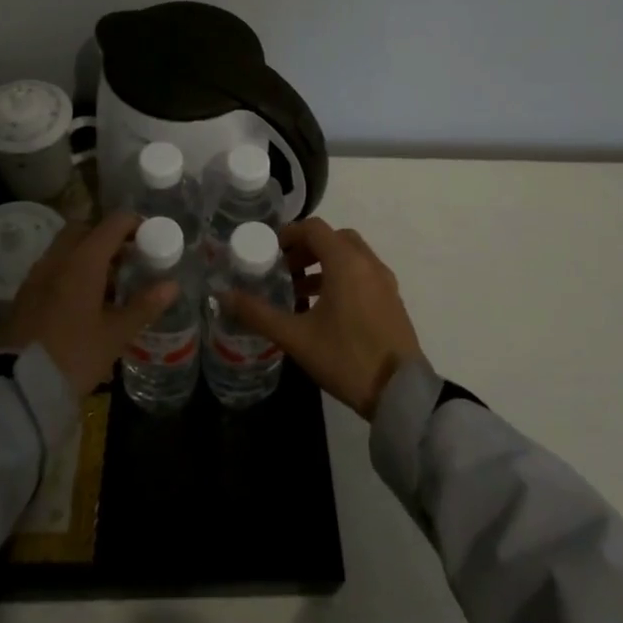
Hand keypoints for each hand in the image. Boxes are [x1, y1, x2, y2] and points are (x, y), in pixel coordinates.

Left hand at [0, 211, 178, 397]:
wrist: (17, 384)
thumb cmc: (74, 354)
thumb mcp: (115, 334)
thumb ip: (144, 306)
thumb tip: (172, 285)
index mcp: (83, 260)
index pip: (114, 223)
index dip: (135, 225)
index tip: (151, 239)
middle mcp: (58, 257)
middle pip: (85, 229)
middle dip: (108, 237)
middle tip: (129, 259)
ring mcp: (38, 274)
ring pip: (66, 248)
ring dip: (88, 254)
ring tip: (111, 284)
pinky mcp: (25, 294)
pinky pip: (53, 267)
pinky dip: (71, 271)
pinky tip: (84, 301)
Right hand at [223, 217, 422, 420]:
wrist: (400, 393)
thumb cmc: (346, 357)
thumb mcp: (296, 337)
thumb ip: (258, 314)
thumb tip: (222, 296)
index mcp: (346, 262)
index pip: (314, 228)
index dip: (289, 233)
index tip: (269, 251)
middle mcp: (368, 263)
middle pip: (334, 238)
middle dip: (306, 248)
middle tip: (283, 269)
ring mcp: (384, 282)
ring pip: (351, 256)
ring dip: (324, 263)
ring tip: (299, 291)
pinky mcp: (393, 300)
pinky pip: (363, 274)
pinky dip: (342, 277)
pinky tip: (326, 309)